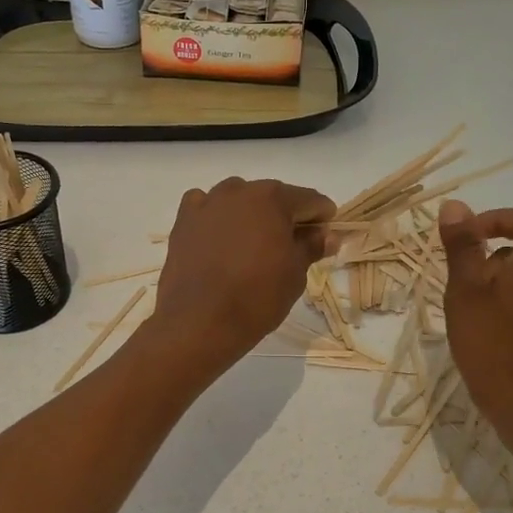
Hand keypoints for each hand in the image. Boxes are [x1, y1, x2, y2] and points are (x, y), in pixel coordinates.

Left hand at [148, 178, 334, 371]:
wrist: (200, 322)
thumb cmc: (257, 297)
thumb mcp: (295, 274)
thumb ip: (312, 246)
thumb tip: (328, 235)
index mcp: (273, 198)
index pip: (309, 200)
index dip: (322, 216)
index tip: (326, 235)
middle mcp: (239, 190)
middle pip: (272, 197)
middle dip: (286, 216)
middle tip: (292, 245)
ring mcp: (207, 203)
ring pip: (239, 200)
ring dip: (251, 215)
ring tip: (254, 245)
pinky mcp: (184, 220)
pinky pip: (206, 208)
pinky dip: (216, 217)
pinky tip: (220, 238)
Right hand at [438, 200, 512, 434]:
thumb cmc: (491, 345)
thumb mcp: (465, 291)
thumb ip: (462, 246)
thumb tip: (455, 206)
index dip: (498, 219)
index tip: (469, 238)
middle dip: (494, 253)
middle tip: (462, 279)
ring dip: (502, 279)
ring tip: (472, 307)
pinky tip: (490, 329)